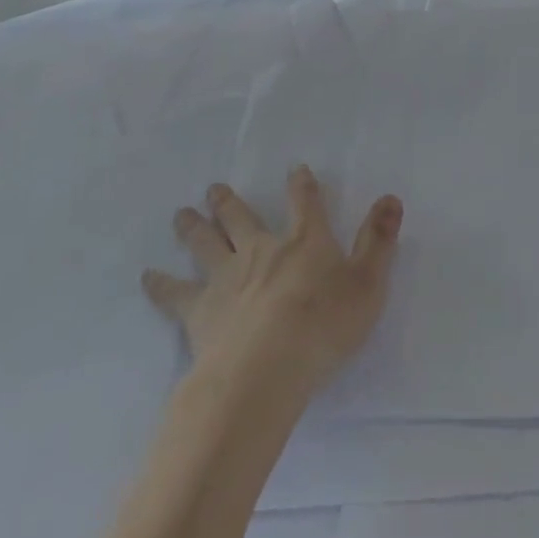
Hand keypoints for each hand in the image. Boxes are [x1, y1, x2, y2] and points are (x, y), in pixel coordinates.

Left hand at [142, 166, 401, 396]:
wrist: (267, 367)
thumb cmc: (325, 325)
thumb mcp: (368, 283)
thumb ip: (379, 240)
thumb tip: (391, 197)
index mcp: (304, 242)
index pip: (305, 203)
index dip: (302, 185)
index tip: (296, 170)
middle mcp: (261, 250)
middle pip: (241, 218)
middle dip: (228, 202)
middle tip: (213, 188)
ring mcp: (226, 278)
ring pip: (206, 244)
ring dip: (193, 228)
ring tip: (181, 214)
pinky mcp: (199, 310)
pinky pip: (175, 294)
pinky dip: (160, 285)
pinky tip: (147, 277)